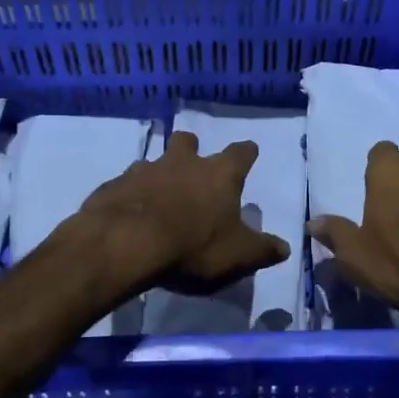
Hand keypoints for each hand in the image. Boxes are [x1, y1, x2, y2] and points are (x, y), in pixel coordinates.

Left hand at [79, 131, 289, 294]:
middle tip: (192, 164)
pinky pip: (125, 184)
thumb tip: (285, 248)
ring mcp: (144, 170)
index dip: (246, 153)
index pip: (240, 153)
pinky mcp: (114, 185)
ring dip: (158, 174)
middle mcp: (183, 163)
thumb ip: (263, 250)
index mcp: (219, 174)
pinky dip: (130, 195)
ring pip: (154, 162)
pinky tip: (129, 214)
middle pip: (188, 141)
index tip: (249, 151)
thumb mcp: (238, 255)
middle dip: (191, 148)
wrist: (126, 243)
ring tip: (158, 196)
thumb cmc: (193, 246)